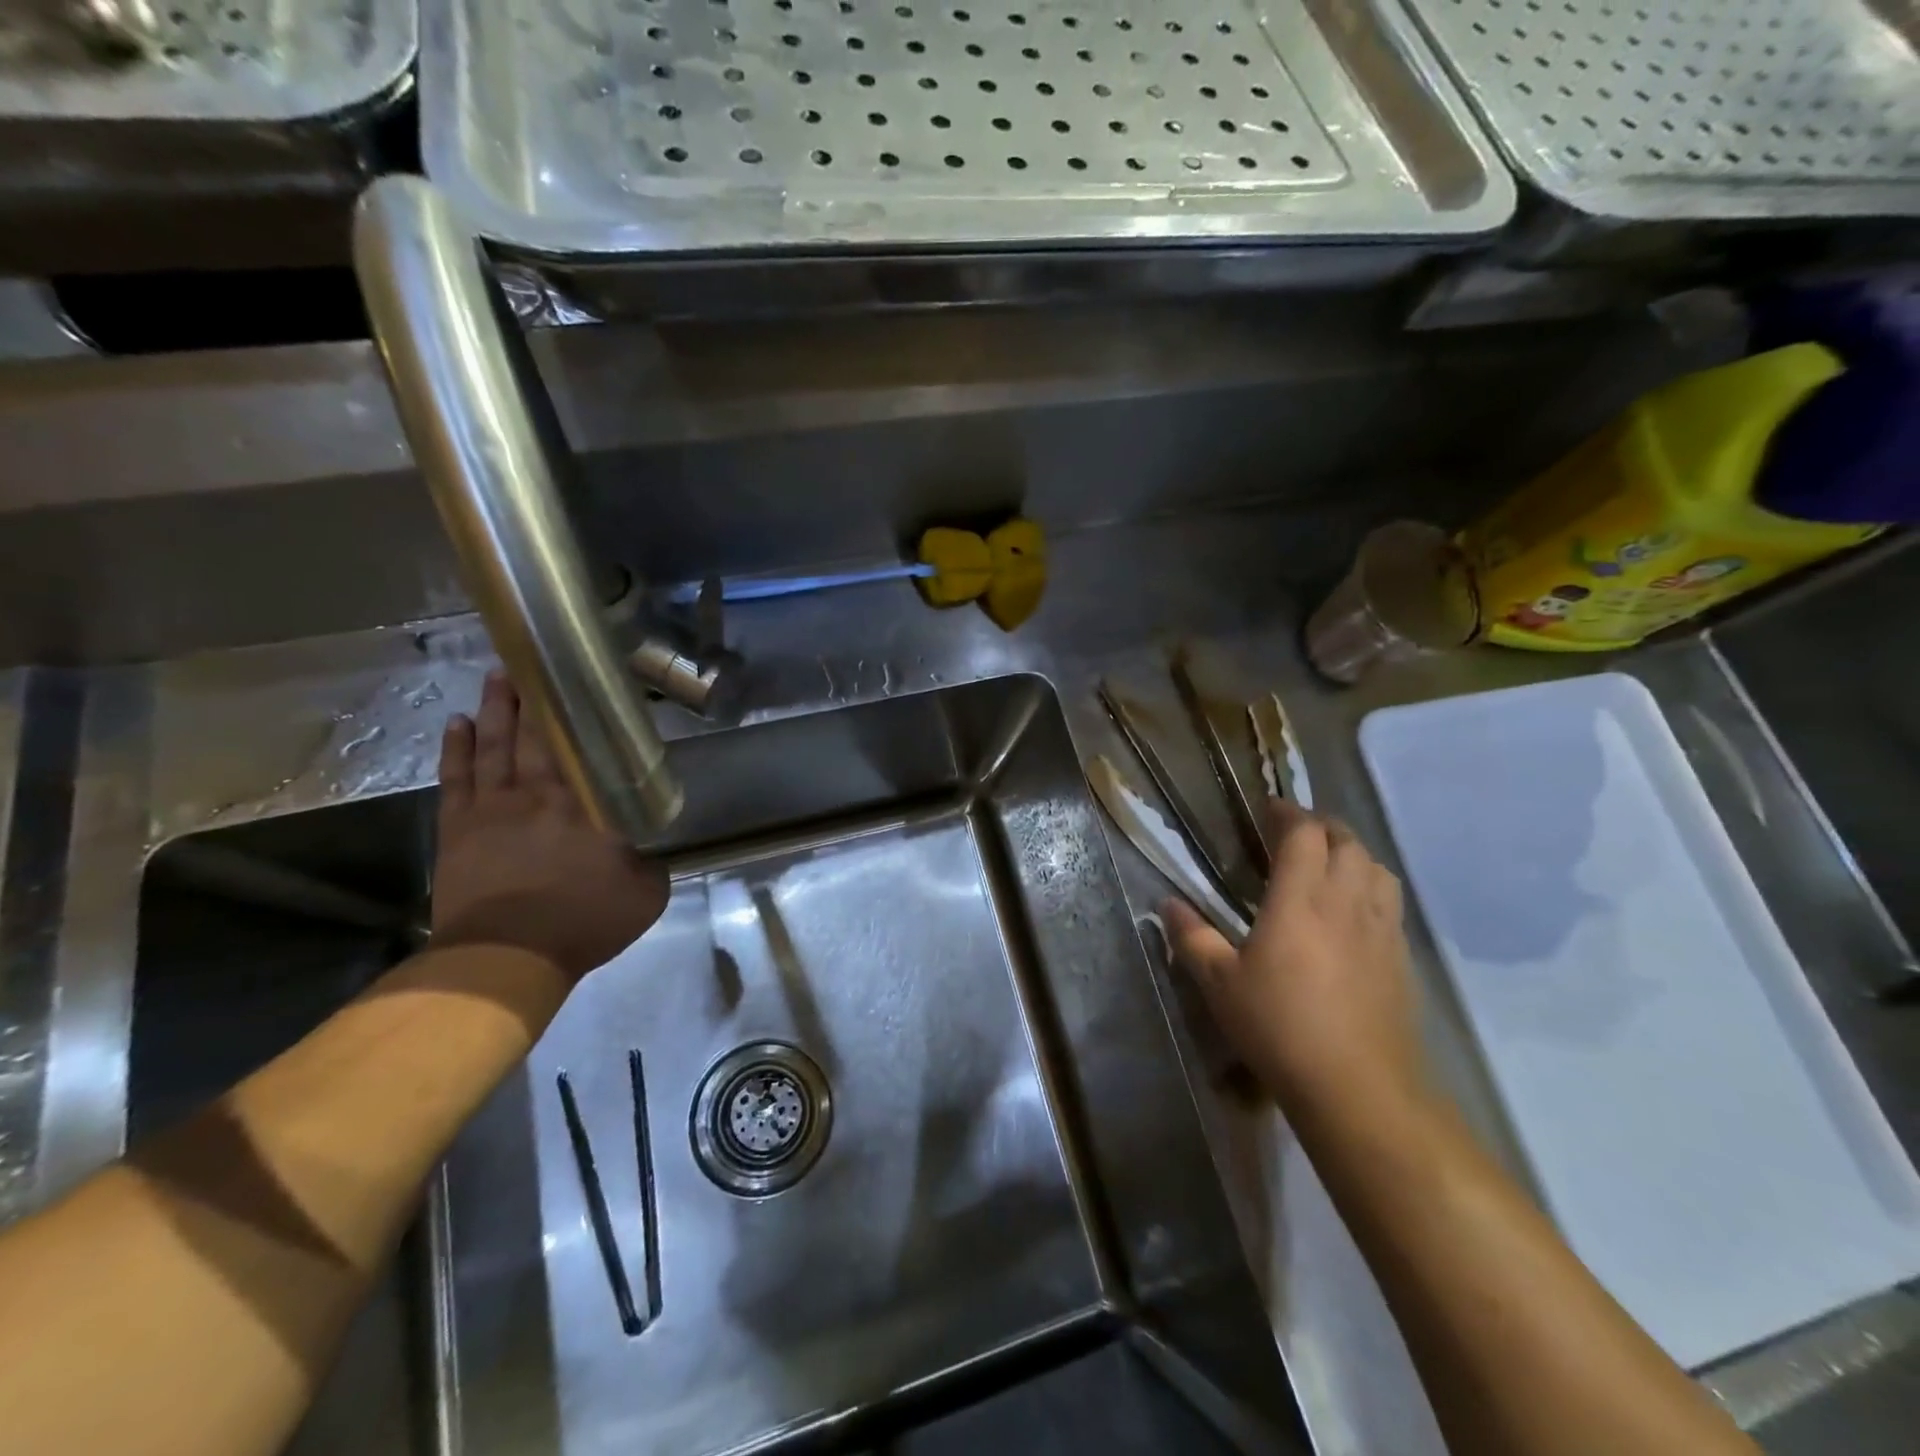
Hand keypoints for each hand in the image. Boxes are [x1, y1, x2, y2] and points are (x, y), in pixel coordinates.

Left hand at [432, 672, 669, 983]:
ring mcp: (492, 808)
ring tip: (497, 678)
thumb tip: (648, 855)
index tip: (582, 686)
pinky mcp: (457, 828)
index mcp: (586, 805)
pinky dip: (458, 748)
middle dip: (533, 698)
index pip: (585, 749)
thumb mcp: (643, 896)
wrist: (505, 957)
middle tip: (531, 663)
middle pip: (535, 736)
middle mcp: (539, 794)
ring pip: (494, 746)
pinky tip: (459, 724)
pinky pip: (456, 777)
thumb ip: (649, 866)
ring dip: (495, 710)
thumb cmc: (582, 922)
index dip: (582, 717)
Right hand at [1163, 800, 1427, 1118]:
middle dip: (1321, 826)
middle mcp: (1347, 902)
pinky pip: (1390, 902)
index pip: (1304, 833)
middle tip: (1293, 833)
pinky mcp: (1402, 959)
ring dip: (1352, 853)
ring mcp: (1381, 929)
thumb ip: (1192, 938)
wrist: (1359, 1088)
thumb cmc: (1280, 1027)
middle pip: (1347, 841)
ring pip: (1377, 868)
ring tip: (1328, 863)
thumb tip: (1167, 904)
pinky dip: (1371, 887)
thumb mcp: (1219, 984)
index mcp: (1301, 899)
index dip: (1287, 813)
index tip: (1268, 809)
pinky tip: (1353, 913)